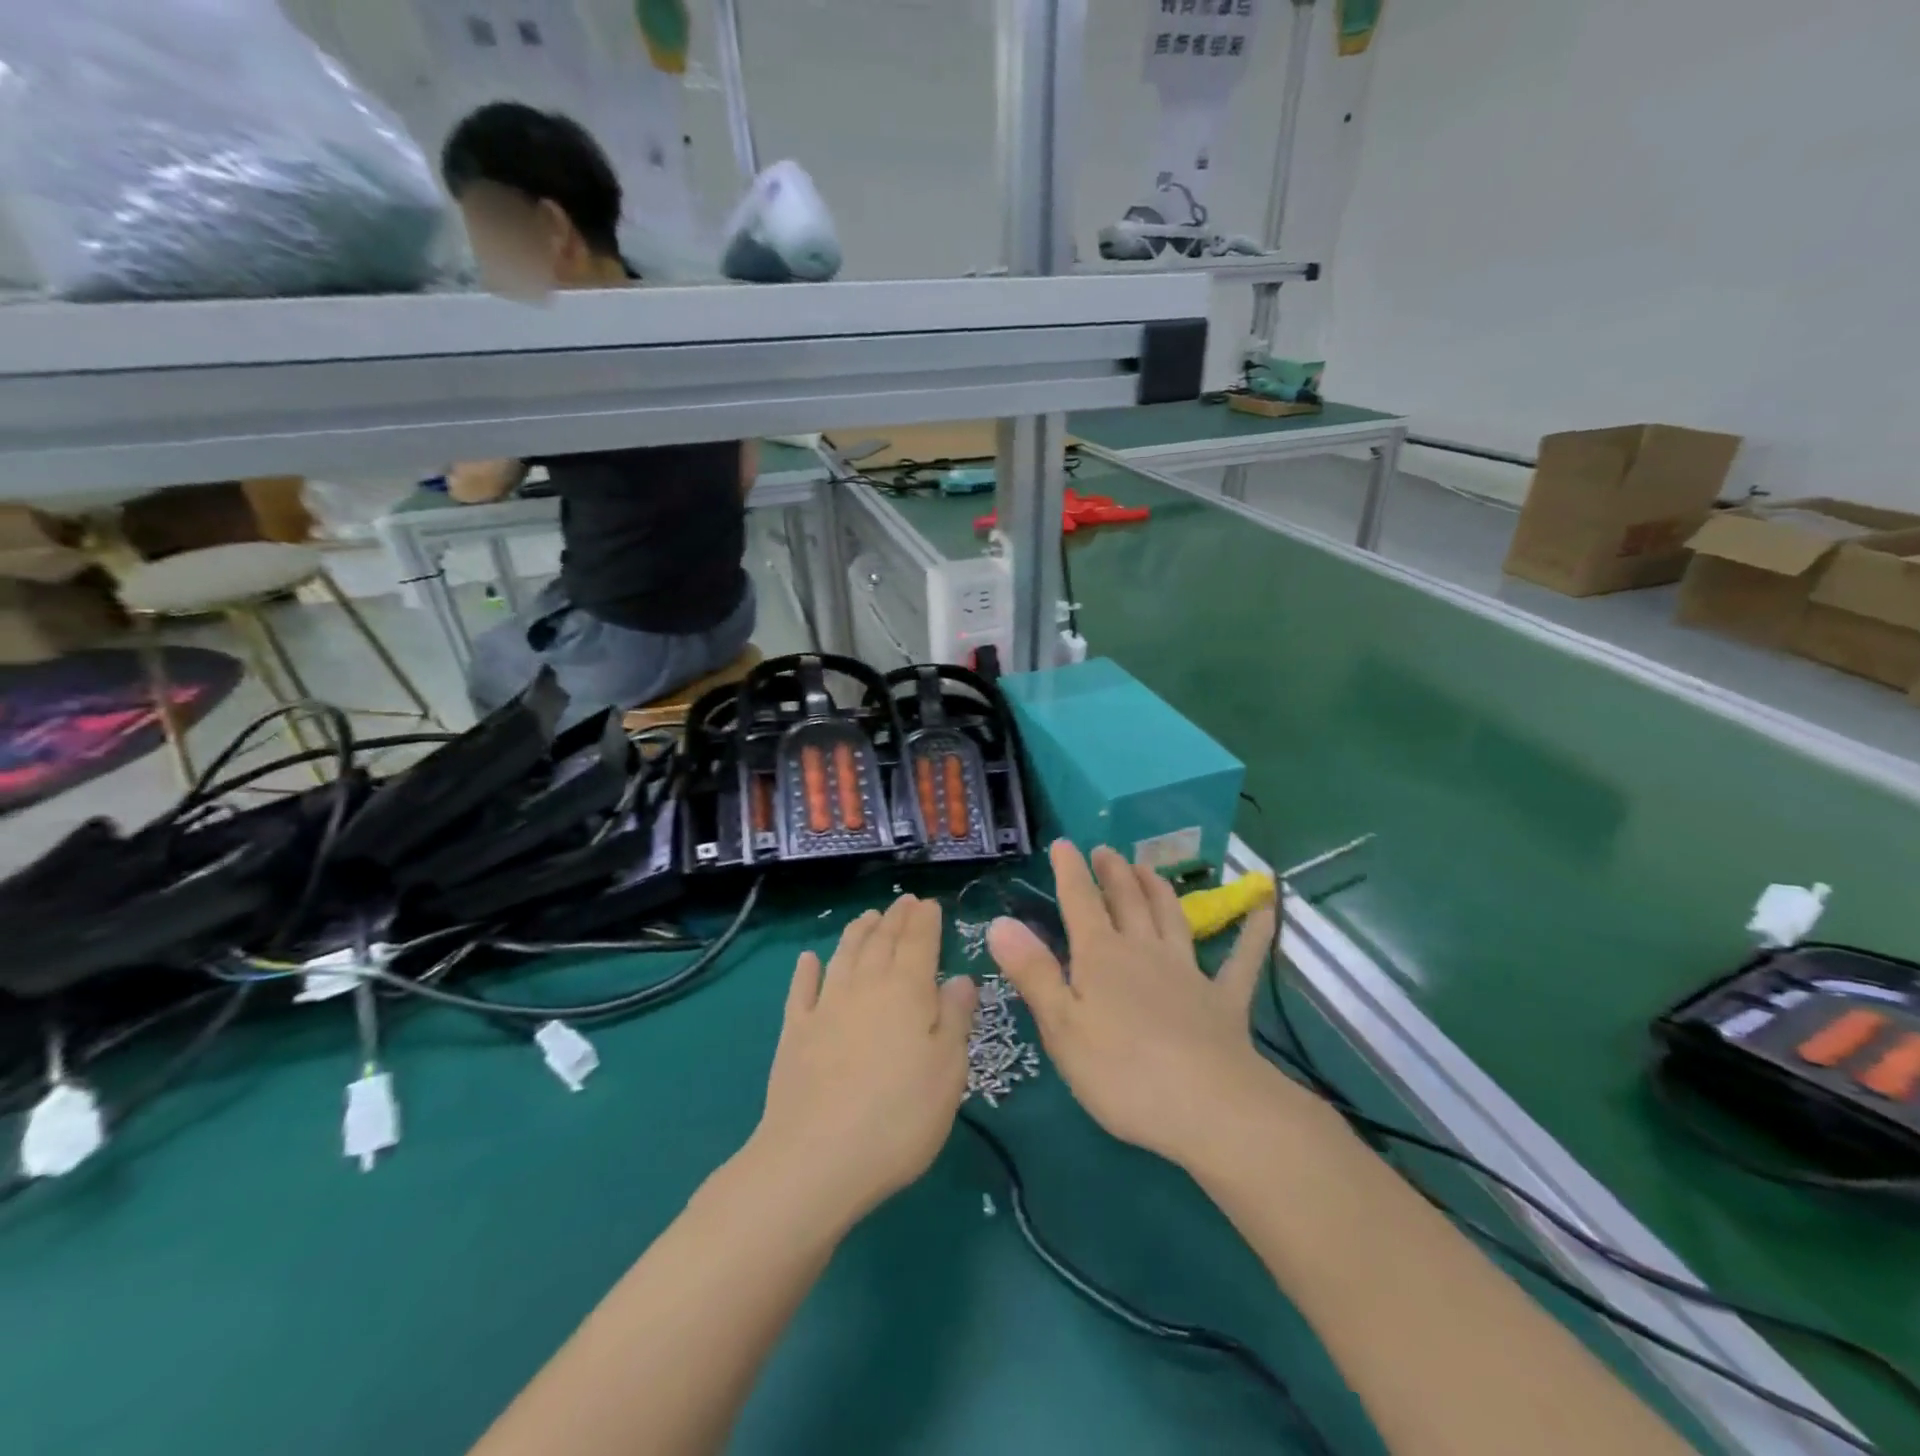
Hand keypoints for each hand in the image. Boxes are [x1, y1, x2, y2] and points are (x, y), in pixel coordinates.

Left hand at [752, 895, 976, 1225]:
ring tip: (868, 917)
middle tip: (903, 902)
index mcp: (907, 990)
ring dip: (858, 932)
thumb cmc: (900, 1116)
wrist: (816, 1159)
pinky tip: (809, 959)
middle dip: (895, 918)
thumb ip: (955, 1018)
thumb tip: (961, 978)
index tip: (930, 903)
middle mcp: (866, 986)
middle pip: (882, 941)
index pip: (919, 942)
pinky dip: (807, 970)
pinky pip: (802, 990)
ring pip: (844, 955)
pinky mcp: (795, 1033)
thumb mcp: (948, 1070)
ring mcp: (826, 1007)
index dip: (925, 920)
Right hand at [988, 841, 1280, 1168]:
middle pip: (1127, 901)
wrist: (1210, 1108)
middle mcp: (1144, 951)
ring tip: (1148, 868)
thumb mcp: (1062, 1027)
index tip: (1063, 844)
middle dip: (1113, 872)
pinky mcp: (1225, 1000)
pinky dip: (1253, 932)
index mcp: (1101, 956)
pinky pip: (1242, 960)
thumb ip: (1033, 972)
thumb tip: (1000, 923)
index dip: (1069, 871)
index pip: (1080, 902)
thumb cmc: (1122, 1073)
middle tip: (1105, 850)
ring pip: (1172, 917)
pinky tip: (1265, 907)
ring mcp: (1189, 972)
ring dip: (1159, 889)